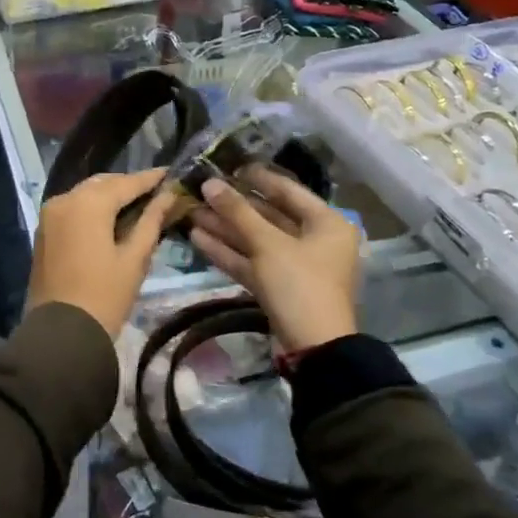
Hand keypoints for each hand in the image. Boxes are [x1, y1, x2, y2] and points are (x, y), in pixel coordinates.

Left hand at [27, 168, 175, 338]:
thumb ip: (151, 221)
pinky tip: (110, 220)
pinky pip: (72, 208)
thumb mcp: (135, 258)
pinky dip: (92, 208)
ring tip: (136, 206)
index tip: (171, 173)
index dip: (150, 179)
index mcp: (89, 202)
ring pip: (86, 194)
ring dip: (109, 196)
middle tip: (155, 193)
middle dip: (128, 186)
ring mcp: (50, 214)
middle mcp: (65, 199)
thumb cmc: (105, 296)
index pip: (126, 183)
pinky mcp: (43, 230)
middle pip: (103, 184)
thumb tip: (168, 196)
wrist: (61, 334)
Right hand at [189, 168, 360, 352]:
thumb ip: (237, 212)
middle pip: (269, 216)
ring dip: (225, 228)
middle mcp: (315, 241)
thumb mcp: (268, 244)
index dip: (257, 178)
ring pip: (256, 240)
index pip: (288, 190)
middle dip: (233, 207)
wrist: (314, 350)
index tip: (228, 166)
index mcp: (326, 223)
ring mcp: (296, 266)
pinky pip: (252, 262)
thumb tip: (209, 183)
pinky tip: (198, 239)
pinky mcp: (279, 287)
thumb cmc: (300, 285)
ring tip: (191, 213)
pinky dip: (228, 252)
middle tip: (201, 191)